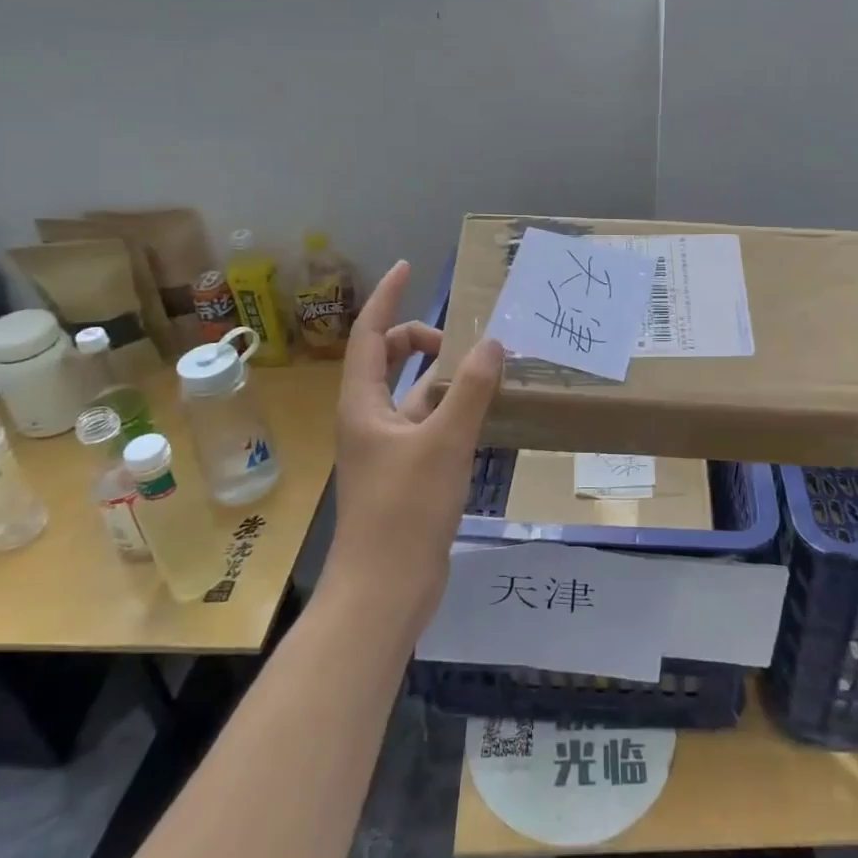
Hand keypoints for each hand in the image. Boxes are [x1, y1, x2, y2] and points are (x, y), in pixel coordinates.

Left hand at [326, 260, 503, 629]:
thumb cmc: (406, 510)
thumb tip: (494, 342)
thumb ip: (471, 390)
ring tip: (485, 369)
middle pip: (388, 360)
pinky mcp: (404, 474)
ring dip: (442, 377)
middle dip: (421, 339)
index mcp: (363, 404)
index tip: (407, 267)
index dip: (388, 298)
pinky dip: (451, 411)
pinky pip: (427, 424)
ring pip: (413, 395)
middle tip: (462, 340)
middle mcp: (368, 419)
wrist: (385, 590)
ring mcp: (386, 448)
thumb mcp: (445, 442)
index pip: (370, 335)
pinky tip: (483, 415)